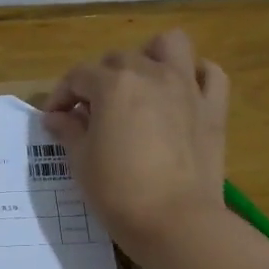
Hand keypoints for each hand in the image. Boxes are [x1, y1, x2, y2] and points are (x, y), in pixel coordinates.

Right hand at [44, 29, 229, 259]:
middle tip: (92, 113)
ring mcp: (187, 88)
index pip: (78, 76)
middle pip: (119, 59)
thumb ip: (69, 131)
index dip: (61, 95)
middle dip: (99, 80)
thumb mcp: (82, 162)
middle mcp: (151, 74)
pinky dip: (195, 76)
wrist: (176, 223)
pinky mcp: (214, 109)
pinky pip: (210, 74)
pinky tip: (181, 94)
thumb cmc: (119, 192)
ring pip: (170, 45)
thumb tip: (56, 117)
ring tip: (139, 84)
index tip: (54, 119)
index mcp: (114, 85)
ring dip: (150, 56)